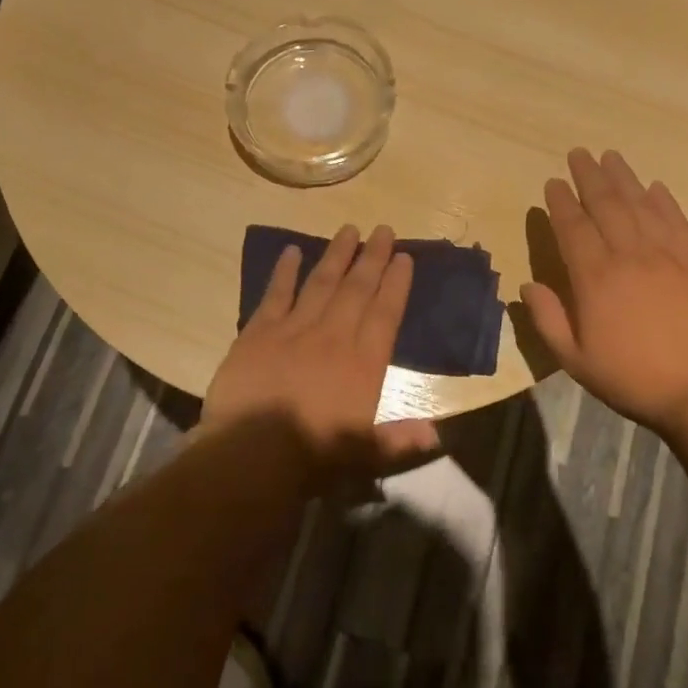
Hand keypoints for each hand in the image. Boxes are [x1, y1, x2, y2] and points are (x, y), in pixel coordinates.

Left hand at [203, 224, 440, 483]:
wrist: (251, 454)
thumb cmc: (312, 458)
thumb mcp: (363, 455)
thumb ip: (399, 440)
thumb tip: (436, 434)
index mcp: (363, 363)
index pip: (385, 313)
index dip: (396, 283)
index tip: (404, 257)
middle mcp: (334, 337)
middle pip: (357, 289)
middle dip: (372, 257)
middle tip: (383, 230)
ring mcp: (294, 330)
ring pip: (321, 283)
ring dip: (336, 255)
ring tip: (348, 229)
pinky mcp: (259, 333)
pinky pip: (275, 294)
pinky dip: (284, 271)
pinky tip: (291, 251)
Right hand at [520, 149, 687, 437]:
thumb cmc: (634, 379)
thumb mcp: (576, 361)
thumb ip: (548, 320)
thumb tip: (527, 285)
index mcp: (595, 278)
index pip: (573, 227)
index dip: (561, 202)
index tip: (553, 182)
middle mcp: (630, 256)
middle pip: (606, 204)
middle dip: (590, 176)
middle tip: (579, 153)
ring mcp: (668, 255)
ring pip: (641, 204)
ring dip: (624, 177)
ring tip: (611, 156)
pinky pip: (677, 221)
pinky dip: (665, 200)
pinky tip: (656, 187)